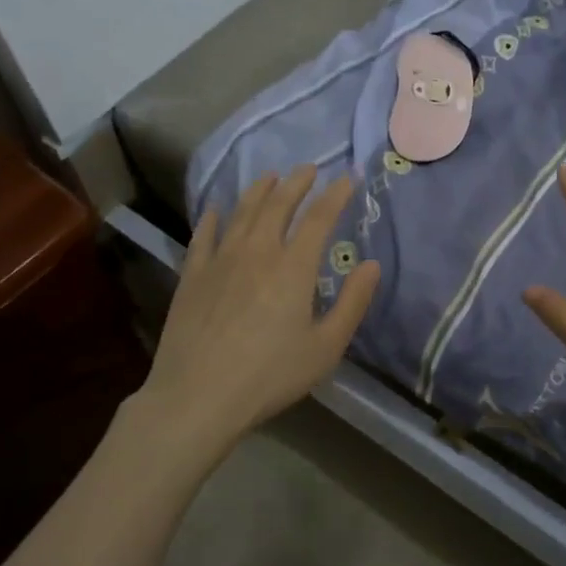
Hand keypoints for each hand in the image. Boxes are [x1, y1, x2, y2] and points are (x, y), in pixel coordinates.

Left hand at [136, 167, 379, 457]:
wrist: (198, 396)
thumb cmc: (270, 375)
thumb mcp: (325, 348)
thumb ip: (352, 303)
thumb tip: (372, 265)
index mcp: (293, 267)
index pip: (319, 218)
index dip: (335, 195)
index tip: (347, 179)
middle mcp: (257, 251)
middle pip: (278, 204)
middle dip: (296, 183)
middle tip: (308, 168)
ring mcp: (220, 259)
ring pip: (242, 212)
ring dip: (259, 190)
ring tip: (270, 176)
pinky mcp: (193, 275)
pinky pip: (203, 235)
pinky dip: (213, 217)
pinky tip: (216, 209)